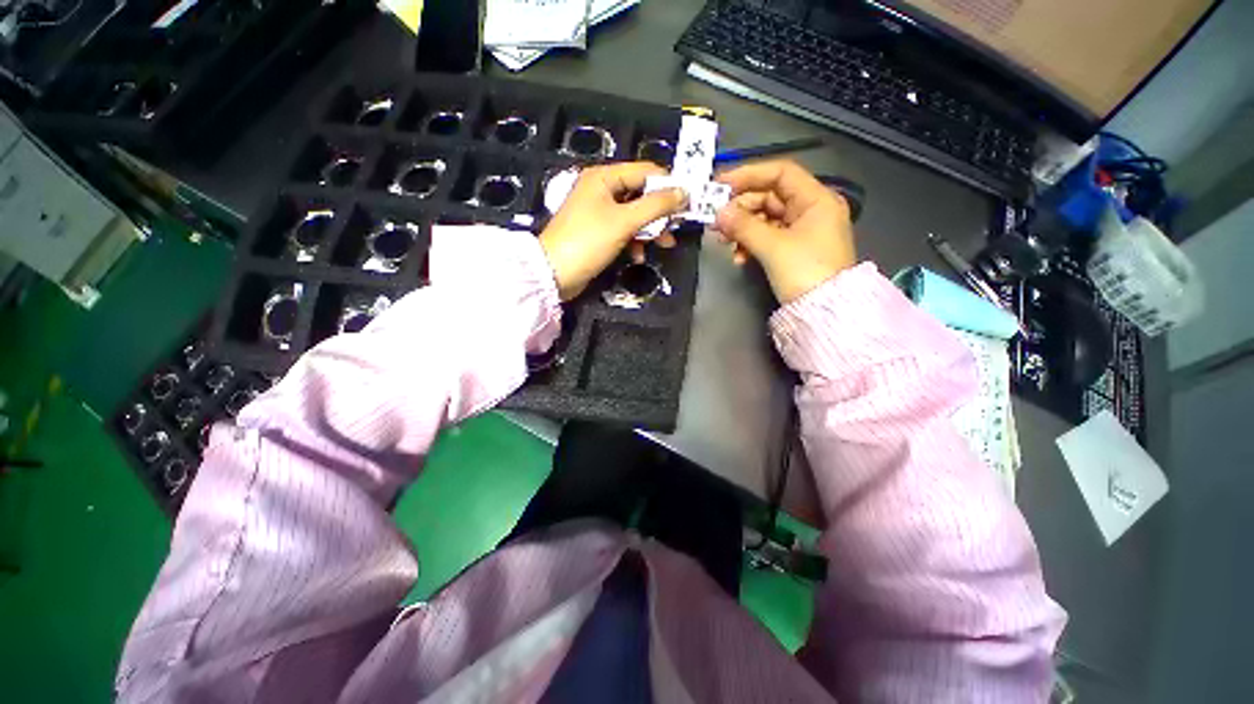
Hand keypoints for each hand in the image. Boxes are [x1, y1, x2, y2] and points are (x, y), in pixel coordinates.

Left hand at [540, 162, 687, 299]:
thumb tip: (684, 192)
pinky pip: (623, 231)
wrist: (554, 274)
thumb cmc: (588, 241)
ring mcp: (598, 212)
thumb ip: (656, 206)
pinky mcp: (597, 233)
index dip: (668, 185)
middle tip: (676, 227)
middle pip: (640, 194)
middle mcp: (600, 190)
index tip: (687, 202)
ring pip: (634, 215)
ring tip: (664, 245)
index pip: (645, 171)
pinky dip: (634, 241)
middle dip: (659, 213)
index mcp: (604, 177)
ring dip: (649, 230)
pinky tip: (638, 256)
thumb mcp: (625, 221)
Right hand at [714, 160, 856, 303]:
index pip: (780, 173)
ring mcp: (803, 231)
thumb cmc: (805, 272)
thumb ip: (743, 226)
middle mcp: (811, 210)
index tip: (720, 185)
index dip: (749, 175)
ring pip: (766, 219)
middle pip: (770, 197)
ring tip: (724, 241)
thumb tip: (718, 213)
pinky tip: (739, 256)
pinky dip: (751, 243)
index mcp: (816, 200)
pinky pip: (768, 237)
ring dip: (743, 228)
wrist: (826, 314)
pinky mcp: (794, 250)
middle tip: (716, 220)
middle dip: (741, 208)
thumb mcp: (773, 247)